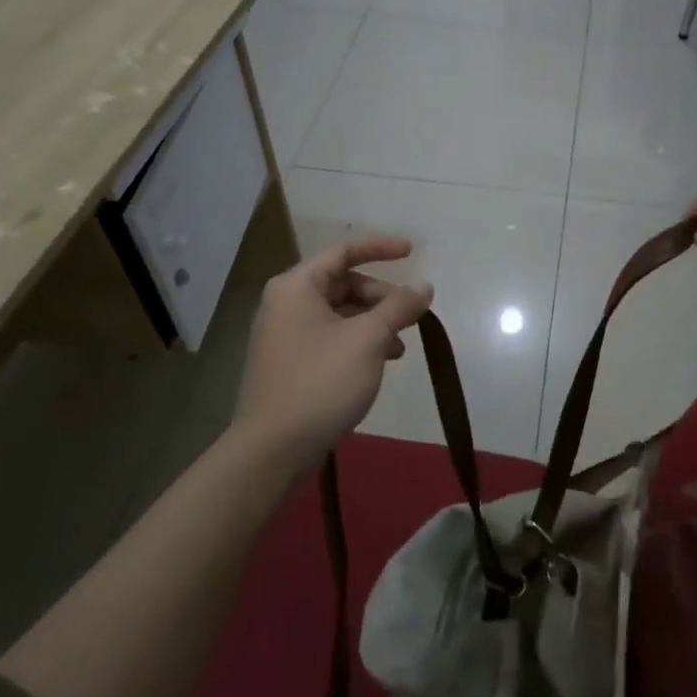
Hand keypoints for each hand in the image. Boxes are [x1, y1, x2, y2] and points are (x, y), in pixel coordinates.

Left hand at [231, 237, 433, 473]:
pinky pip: (330, 336)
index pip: (344, 251)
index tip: (413, 251)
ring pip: (339, 313)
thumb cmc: (321, 382)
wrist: (273, 448)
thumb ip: (399, 307)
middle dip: (381, 296)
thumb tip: (424, 287)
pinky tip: (380, 363)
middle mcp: (286, 303)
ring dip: (374, 322)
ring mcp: (285, 334)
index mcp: (297, 286)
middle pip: (343, 283)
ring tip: (400, 346)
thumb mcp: (368, 340)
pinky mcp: (290, 362)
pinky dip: (358, 341)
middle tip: (411, 315)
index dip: (380, 247)